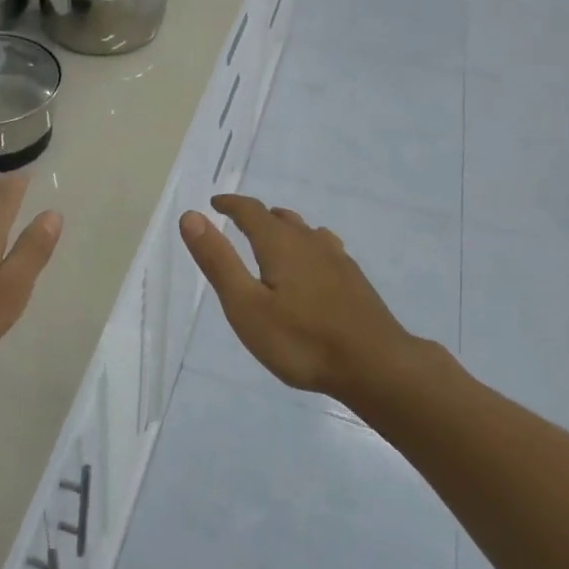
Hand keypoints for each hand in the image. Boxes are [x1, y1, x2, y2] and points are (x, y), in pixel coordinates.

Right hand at [180, 193, 412, 398]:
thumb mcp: (246, 306)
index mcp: (280, 244)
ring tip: (273, 242)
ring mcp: (337, 259)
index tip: (214, 203)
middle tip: (239, 223)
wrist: (376, 366)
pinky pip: (324, 249)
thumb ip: (218, 261)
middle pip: (280, 218)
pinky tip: (313, 268)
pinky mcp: (354, 280)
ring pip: (305, 232)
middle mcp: (309, 242)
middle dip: (257, 217)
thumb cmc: (302, 340)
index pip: (251, 211)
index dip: (231, 204)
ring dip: (284, 230)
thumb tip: (191, 216)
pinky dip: (307, 248)